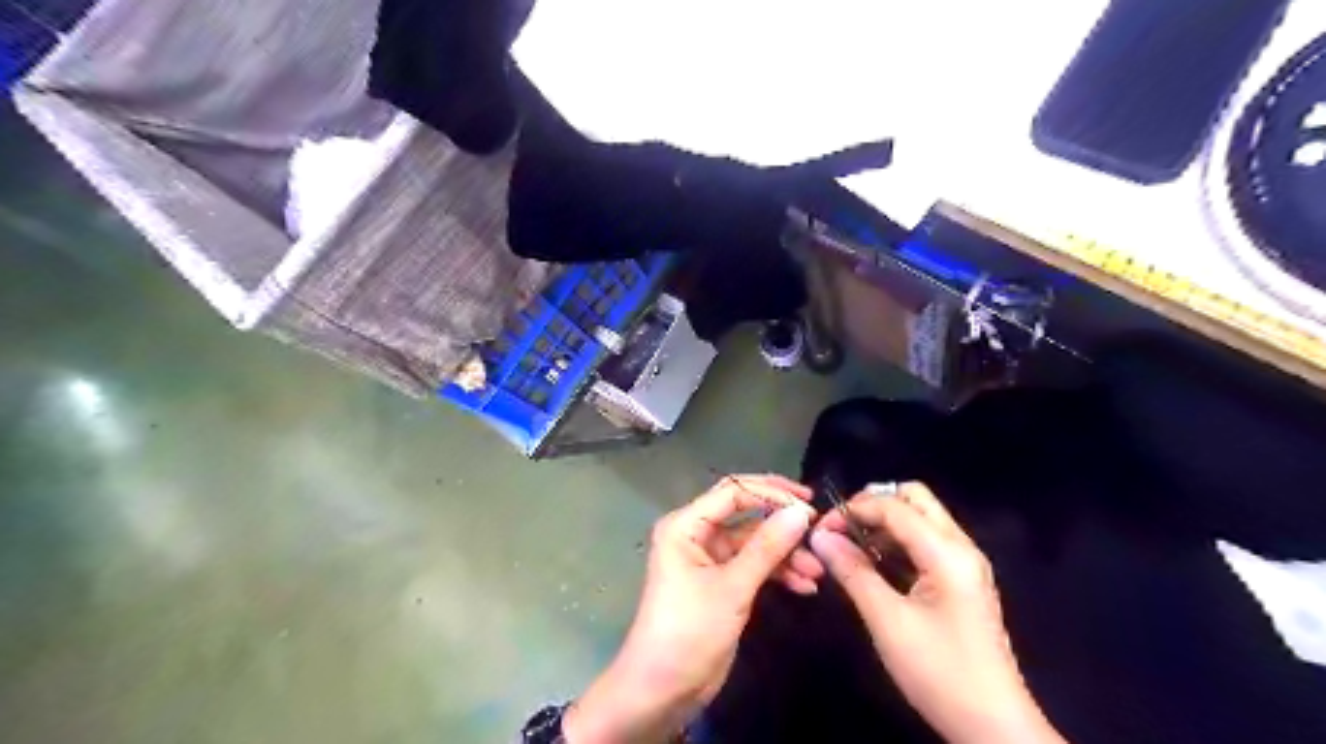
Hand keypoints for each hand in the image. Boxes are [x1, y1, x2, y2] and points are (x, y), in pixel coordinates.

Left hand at [567, 476, 825, 743]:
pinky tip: (804, 585)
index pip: (733, 492)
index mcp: (686, 525)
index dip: (771, 492)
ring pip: (754, 543)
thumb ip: (767, 547)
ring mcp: (709, 559)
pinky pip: (752, 566)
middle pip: (745, 514)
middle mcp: (695, 535)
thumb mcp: (732, 588)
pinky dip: (777, 572)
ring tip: (817, 571)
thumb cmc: (689, 631)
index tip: (808, 505)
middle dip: (781, 524)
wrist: (662, 691)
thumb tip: (800, 512)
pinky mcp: (720, 583)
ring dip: (784, 554)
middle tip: (817, 531)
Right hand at [809, 482, 1064, 742]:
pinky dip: (897, 541)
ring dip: (884, 521)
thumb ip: (853, 572)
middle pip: (915, 499)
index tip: (820, 529)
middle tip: (841, 528)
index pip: (895, 507)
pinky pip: (926, 542)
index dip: (853, 509)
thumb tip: (820, 538)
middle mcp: (961, 547)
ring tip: (850, 545)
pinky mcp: (961, 581)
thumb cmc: (940, 673)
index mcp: (947, 553)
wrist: (995, 727)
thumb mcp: (888, 621)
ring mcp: (964, 564)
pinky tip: (873, 563)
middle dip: (873, 504)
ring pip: (921, 518)